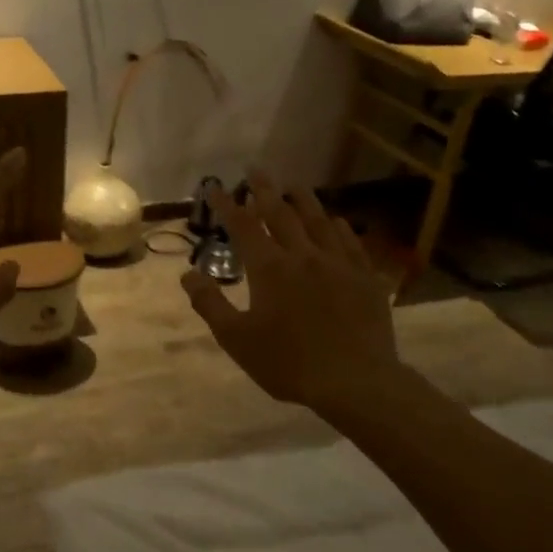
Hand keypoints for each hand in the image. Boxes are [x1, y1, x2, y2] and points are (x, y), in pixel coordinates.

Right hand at [181, 175, 403, 424]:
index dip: (227, 205)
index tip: (214, 187)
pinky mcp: (365, 278)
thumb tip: (188, 274)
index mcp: (270, 268)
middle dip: (264, 190)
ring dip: (303, 200)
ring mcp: (338, 264)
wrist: (355, 382)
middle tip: (255, 169)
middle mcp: (303, 255)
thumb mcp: (237, 339)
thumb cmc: (289, 363)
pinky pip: (350, 243)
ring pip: (319, 221)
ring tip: (293, 184)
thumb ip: (210, 303)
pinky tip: (337, 220)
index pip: (243, 226)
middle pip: (281, 213)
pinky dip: (339, 227)